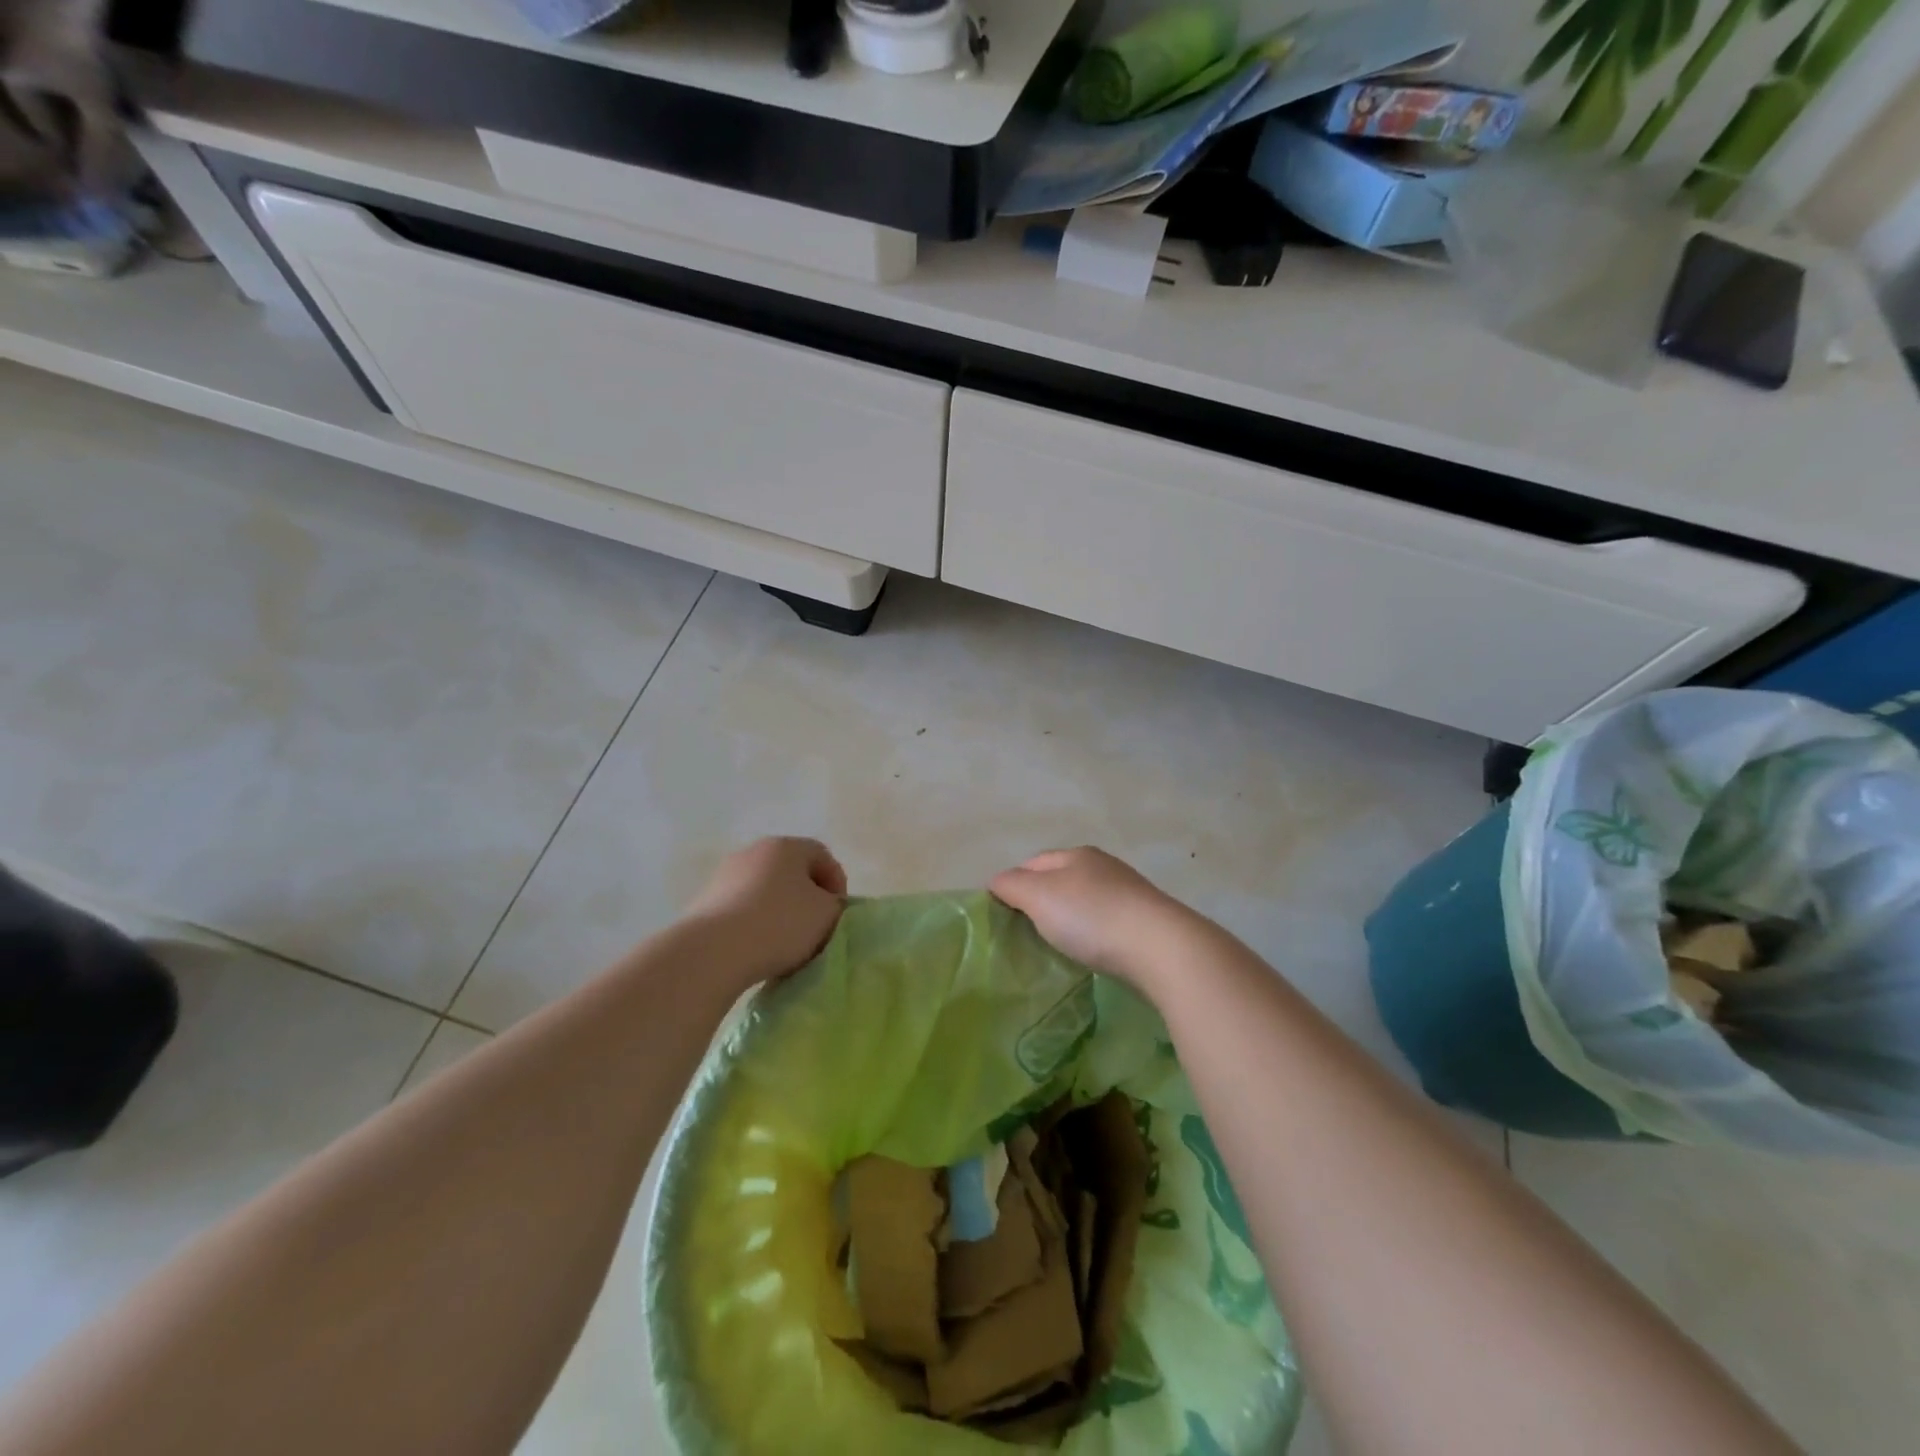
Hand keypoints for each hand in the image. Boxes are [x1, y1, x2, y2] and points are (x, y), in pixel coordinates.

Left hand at [683, 837, 847, 989]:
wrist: (712, 952)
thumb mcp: (827, 914)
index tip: (838, 914)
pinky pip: (741, 910)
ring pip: (764, 891)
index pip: (822, 855)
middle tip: (816, 928)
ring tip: (786, 945)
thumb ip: (835, 905)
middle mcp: (753, 852)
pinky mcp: (704, 902)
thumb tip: (824, 905)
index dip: (837, 883)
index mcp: (786, 846)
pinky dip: (754, 925)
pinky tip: (757, 949)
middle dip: (807, 898)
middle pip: (791, 872)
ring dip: (779, 912)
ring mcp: (724, 876)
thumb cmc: (779, 924)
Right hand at [989, 847, 1196, 995]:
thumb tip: (996, 883)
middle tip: (1025, 933)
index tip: (1002, 915)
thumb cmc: (1091, 916)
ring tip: (1056, 946)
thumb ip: (1011, 885)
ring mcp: (1128, 894)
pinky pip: (1106, 924)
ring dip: (1069, 920)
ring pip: (1085, 902)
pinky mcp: (1145, 922)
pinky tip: (1090, 953)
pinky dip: (1092, 935)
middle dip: (1042, 902)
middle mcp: (1103, 867)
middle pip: (1061, 881)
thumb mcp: (1038, 896)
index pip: (1033, 862)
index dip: (1013, 884)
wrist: (1161, 948)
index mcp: (1076, 854)